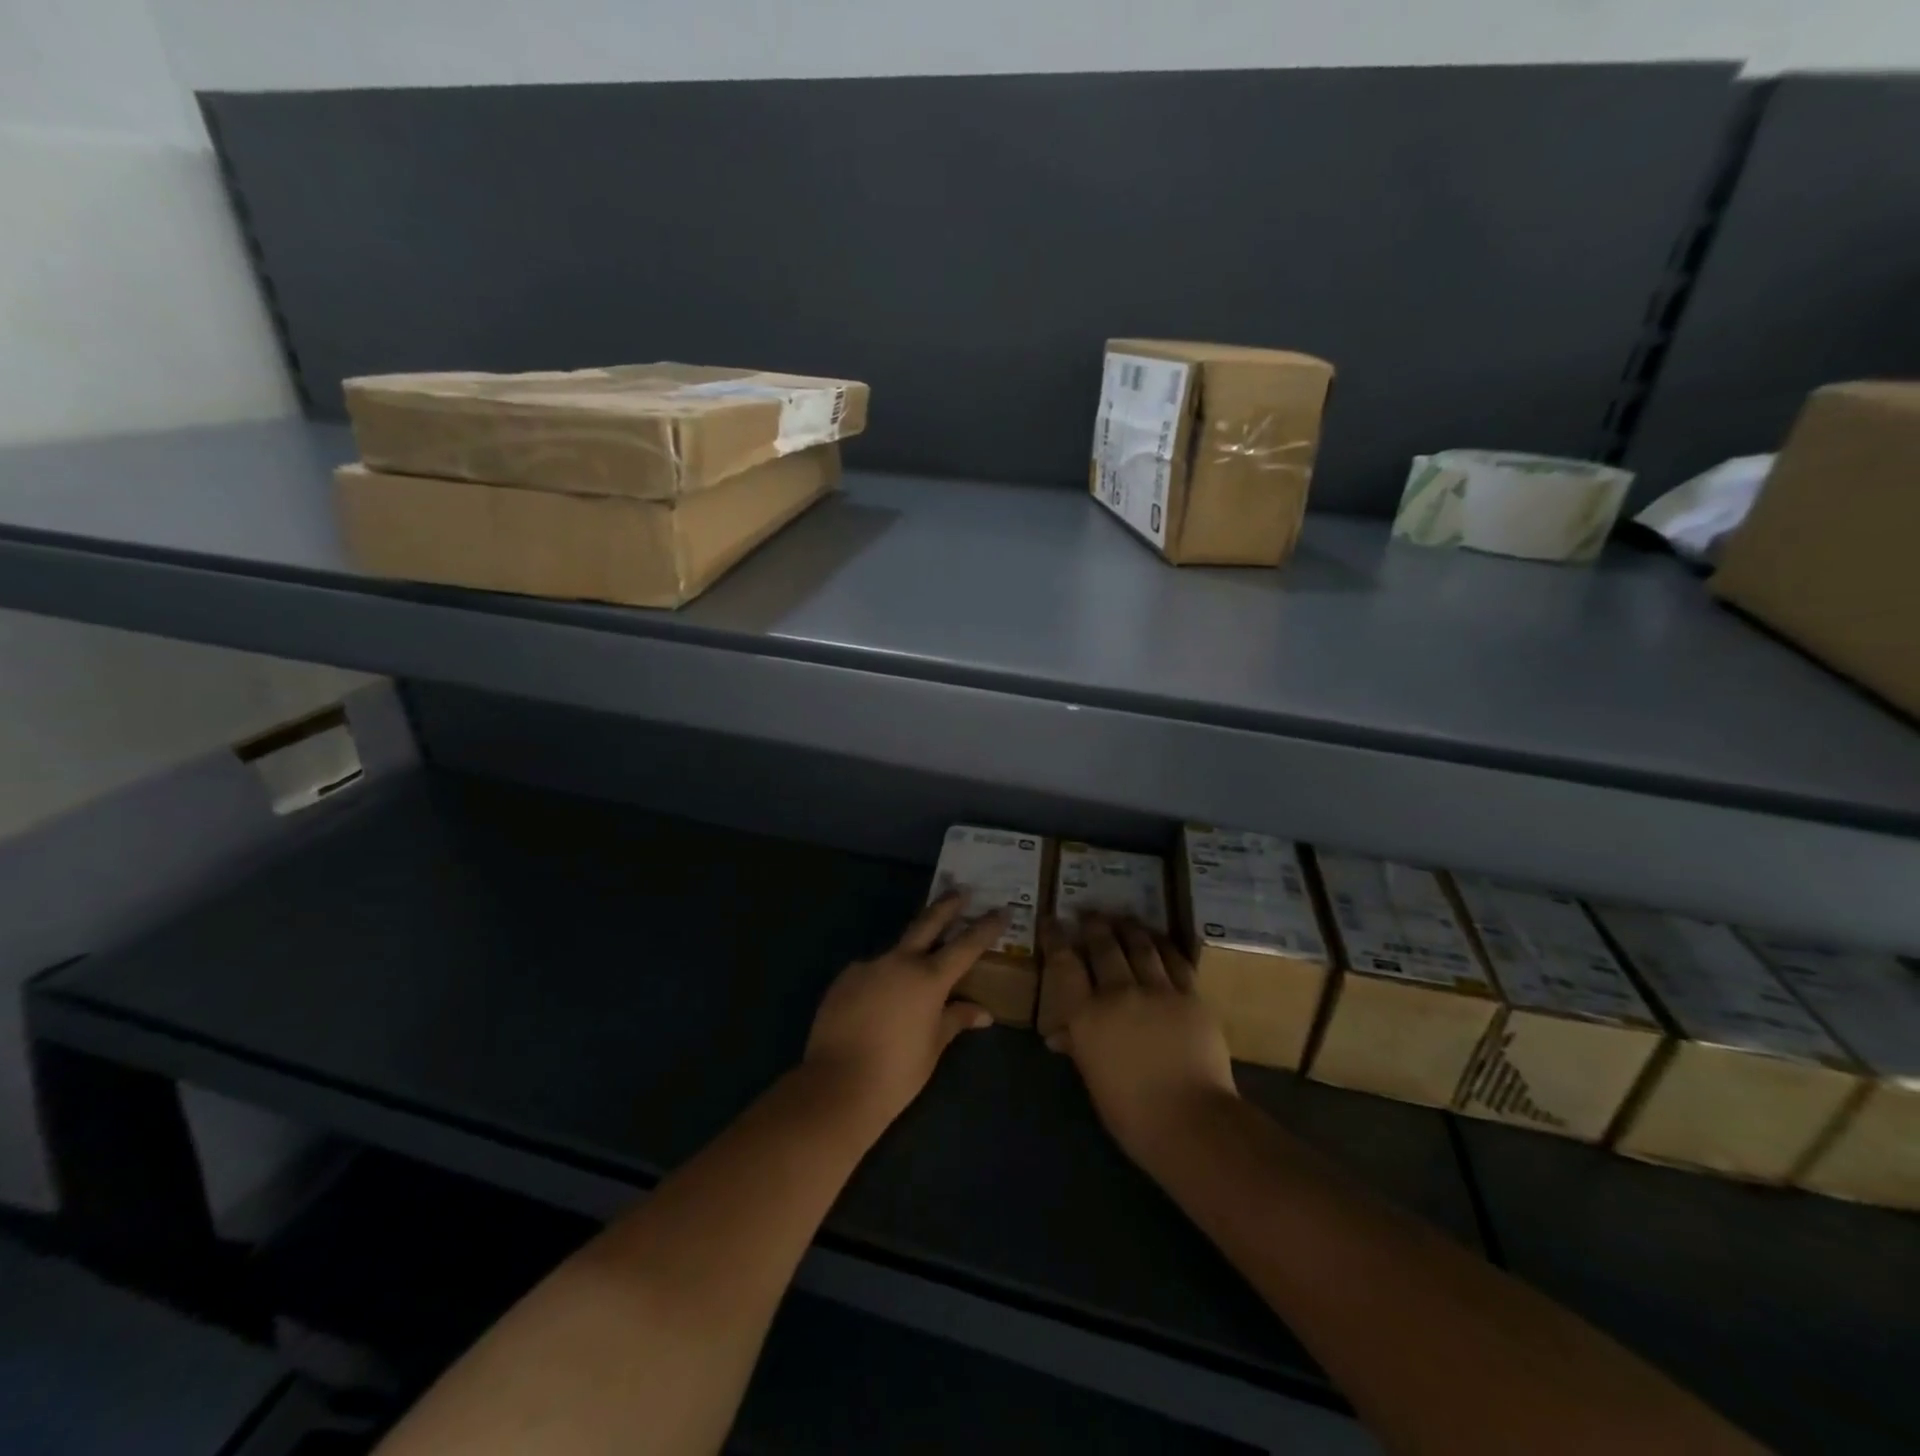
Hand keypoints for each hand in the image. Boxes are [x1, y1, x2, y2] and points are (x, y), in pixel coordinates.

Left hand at [802, 893, 1005, 1133]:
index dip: (986, 927)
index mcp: (929, 978)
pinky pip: (870, 973)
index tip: (1002, 910)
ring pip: (895, 952)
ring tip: (911, 980)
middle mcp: (899, 962)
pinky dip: (881, 981)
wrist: (836, 1085)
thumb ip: (956, 1020)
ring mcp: (868, 966)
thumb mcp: (934, 1046)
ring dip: (908, 955)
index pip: (966, 945)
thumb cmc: (897, 1071)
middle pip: (927, 923)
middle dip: (946, 905)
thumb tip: (983, 1013)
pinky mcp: (844, 979)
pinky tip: (877, 1004)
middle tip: (960, 890)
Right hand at [1040, 915, 1237, 1169]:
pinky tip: (1159, 940)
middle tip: (1089, 914)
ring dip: (1128, 928)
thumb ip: (1079, 1045)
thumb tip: (1060, 1035)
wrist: (1192, 1122)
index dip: (1055, 938)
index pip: (1064, 964)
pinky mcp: (1191, 996)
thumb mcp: (1094, 1078)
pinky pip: (1175, 960)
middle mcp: (1119, 992)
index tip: (1051, 921)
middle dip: (1093, 925)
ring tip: (1122, 918)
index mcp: (1087, 1015)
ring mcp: (1158, 990)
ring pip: (1140, 945)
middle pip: (1103, 946)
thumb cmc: (1132, 1113)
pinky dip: (1163, 945)